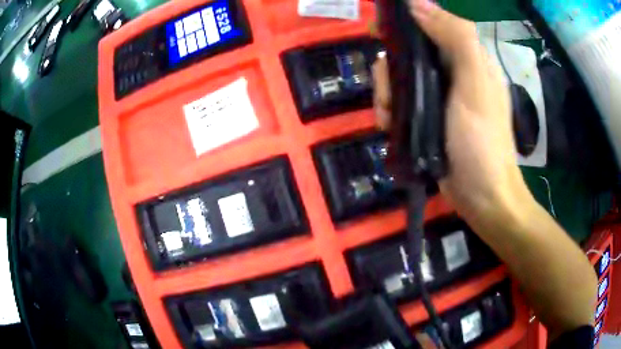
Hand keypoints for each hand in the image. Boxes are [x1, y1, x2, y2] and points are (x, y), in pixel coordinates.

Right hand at [372, 0, 532, 227]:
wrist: (482, 196)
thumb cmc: (482, 140)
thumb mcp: (475, 83)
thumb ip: (455, 38)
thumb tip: (417, 3)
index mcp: (465, 57)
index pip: (429, 25)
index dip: (403, 23)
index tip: (378, 31)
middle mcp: (451, 71)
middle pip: (407, 53)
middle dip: (390, 69)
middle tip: (388, 93)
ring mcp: (437, 96)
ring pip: (398, 78)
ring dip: (385, 94)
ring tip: (387, 117)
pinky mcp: (426, 119)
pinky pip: (399, 103)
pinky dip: (388, 111)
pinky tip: (387, 126)